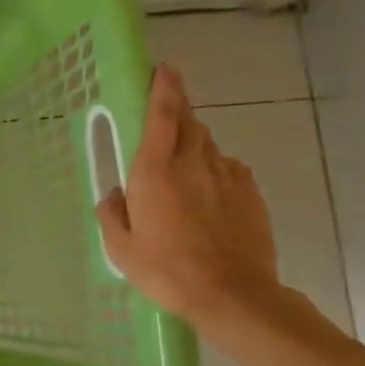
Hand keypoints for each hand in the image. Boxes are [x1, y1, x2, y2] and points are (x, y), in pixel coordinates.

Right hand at [96, 65, 281, 325]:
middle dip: (178, 110)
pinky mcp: (251, 196)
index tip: (164, 69)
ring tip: (181, 159)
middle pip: (189, 122)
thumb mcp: (121, 247)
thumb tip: (116, 195)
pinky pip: (229, 169)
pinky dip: (215, 168)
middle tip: (165, 111)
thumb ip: (113, 213)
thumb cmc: (167, 270)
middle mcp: (193, 164)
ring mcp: (228, 178)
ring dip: (193, 141)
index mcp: (155, 171)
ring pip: (208, 145)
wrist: (233, 296)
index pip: (163, 116)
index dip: (164, 88)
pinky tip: (207, 190)